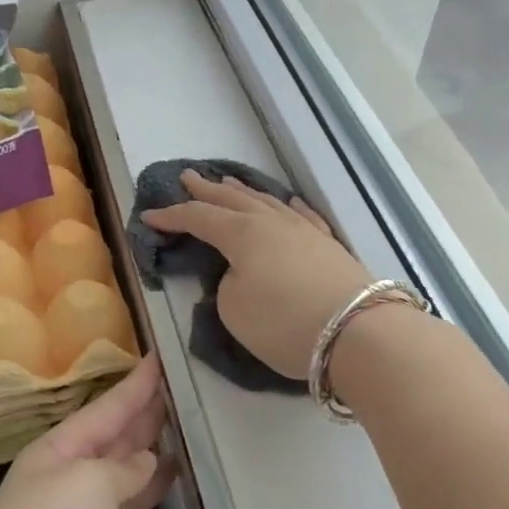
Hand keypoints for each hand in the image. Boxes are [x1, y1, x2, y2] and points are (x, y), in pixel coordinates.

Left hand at [0, 356, 173, 508]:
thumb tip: (147, 461)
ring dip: (152, 448)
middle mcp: (67, 475)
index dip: (136, 384)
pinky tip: (173, 477)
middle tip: (186, 386)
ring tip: (189, 424)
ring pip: (124, 470)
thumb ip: (122, 469)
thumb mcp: (84, 487)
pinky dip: (150, 490)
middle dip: (146, 410)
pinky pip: (128, 507)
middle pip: (114, 435)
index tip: (163, 356)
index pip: (105, 407)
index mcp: (56, 449)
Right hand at [141, 171, 372, 380]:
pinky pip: (303, 216)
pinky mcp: (330, 246)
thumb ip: (226, 285)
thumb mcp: (234, 310)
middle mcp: (272, 223)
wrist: (358, 331)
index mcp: (243, 234)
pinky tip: (288, 202)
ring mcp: (305, 231)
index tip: (149, 216)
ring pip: (267, 202)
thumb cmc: (284, 322)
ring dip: (243, 192)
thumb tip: (239, 273)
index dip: (172, 217)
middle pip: (233, 200)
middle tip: (187, 177)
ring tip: (227, 182)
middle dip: (206, 190)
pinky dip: (288, 207)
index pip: (199, 219)